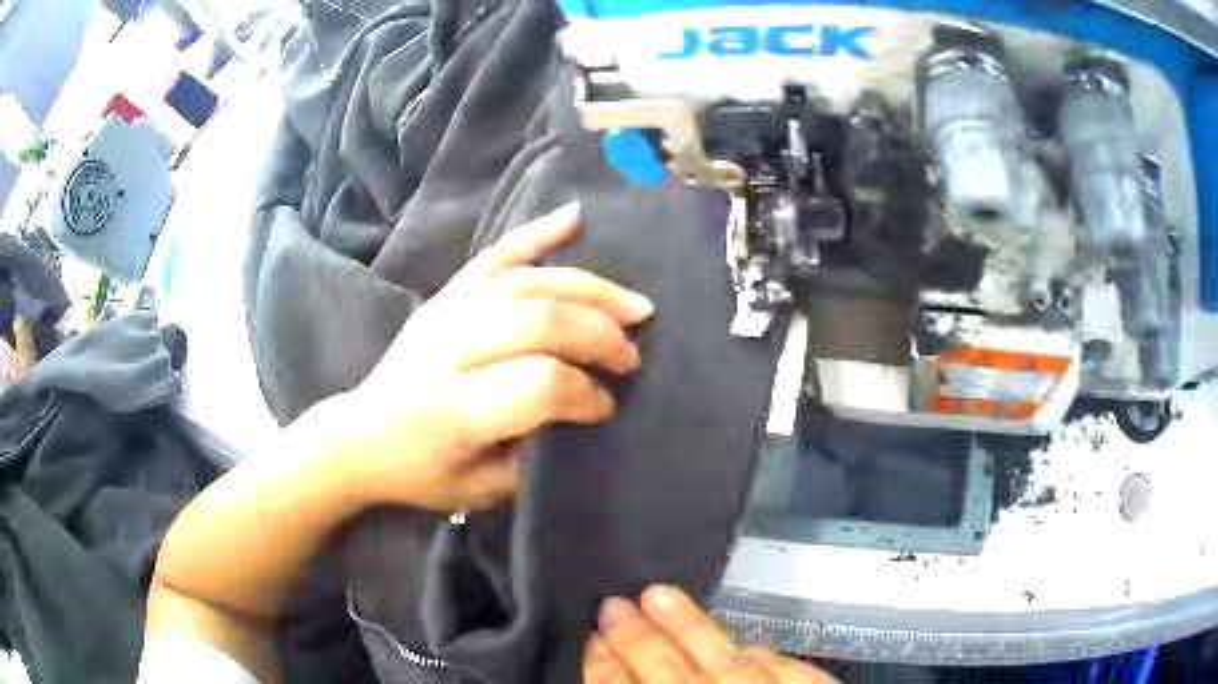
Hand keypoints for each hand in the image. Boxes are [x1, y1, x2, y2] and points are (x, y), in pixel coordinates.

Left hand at [335, 203, 653, 511]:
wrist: (361, 435)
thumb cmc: (421, 472)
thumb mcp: (481, 490)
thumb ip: (535, 456)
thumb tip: (588, 409)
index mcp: (453, 410)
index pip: (539, 384)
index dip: (586, 393)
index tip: (605, 408)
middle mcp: (446, 351)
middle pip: (537, 320)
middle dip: (599, 335)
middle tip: (631, 357)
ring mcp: (443, 313)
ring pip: (525, 283)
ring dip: (589, 289)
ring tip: (634, 306)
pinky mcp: (445, 295)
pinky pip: (495, 255)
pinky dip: (537, 233)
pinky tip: (576, 216)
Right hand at [585, 586, 834, 682]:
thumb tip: (622, 670)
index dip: (602, 666)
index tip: (593, 639)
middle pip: (666, 669)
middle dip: (636, 637)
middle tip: (612, 603)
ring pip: (723, 657)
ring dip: (688, 626)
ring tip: (658, 593)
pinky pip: (783, 669)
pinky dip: (758, 655)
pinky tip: (742, 643)